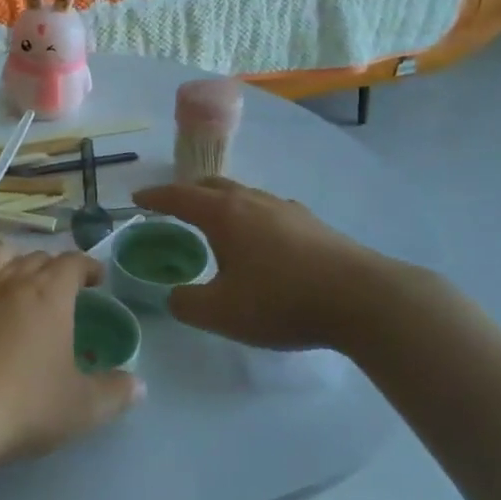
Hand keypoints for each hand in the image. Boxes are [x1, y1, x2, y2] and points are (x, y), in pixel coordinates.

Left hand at [0, 241, 142, 462]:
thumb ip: (114, 394)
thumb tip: (139, 385)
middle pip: (37, 257)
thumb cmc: (20, 407)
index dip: (87, 267)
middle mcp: (13, 277)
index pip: (74, 263)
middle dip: (53, 268)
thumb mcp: (80, 409)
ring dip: (14, 259)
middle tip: (58, 290)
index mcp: (50, 295)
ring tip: (17, 278)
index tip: (95, 279)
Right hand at [134, 178, 446, 354]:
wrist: (363, 299)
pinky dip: (250, 216)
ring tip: (215, 223)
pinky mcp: (313, 224)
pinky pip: (268, 210)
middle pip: (212, 186)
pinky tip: (260, 240)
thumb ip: (187, 303)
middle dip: (188, 193)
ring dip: (221, 203)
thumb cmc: (281, 301)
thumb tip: (174, 295)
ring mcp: (286, 209)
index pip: (179, 197)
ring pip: (244, 195)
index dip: (155, 197)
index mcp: (224, 214)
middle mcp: (253, 201)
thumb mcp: (221, 313)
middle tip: (173, 206)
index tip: (137, 198)